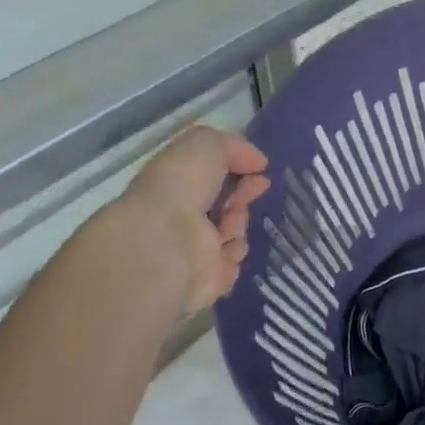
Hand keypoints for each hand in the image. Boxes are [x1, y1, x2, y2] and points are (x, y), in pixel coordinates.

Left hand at [102, 125, 271, 314]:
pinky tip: (222, 247)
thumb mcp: (207, 144)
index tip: (259, 167)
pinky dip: (232, 253)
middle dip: (243, 194)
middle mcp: (181, 216)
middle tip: (257, 188)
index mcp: (175, 184)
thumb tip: (256, 162)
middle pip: (226, 204)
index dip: (237, 168)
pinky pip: (232, 262)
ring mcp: (192, 250)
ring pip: (234, 232)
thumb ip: (233, 147)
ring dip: (238, 223)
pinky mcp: (205, 280)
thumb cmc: (181, 185)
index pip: (211, 175)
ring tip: (227, 225)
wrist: (165, 241)